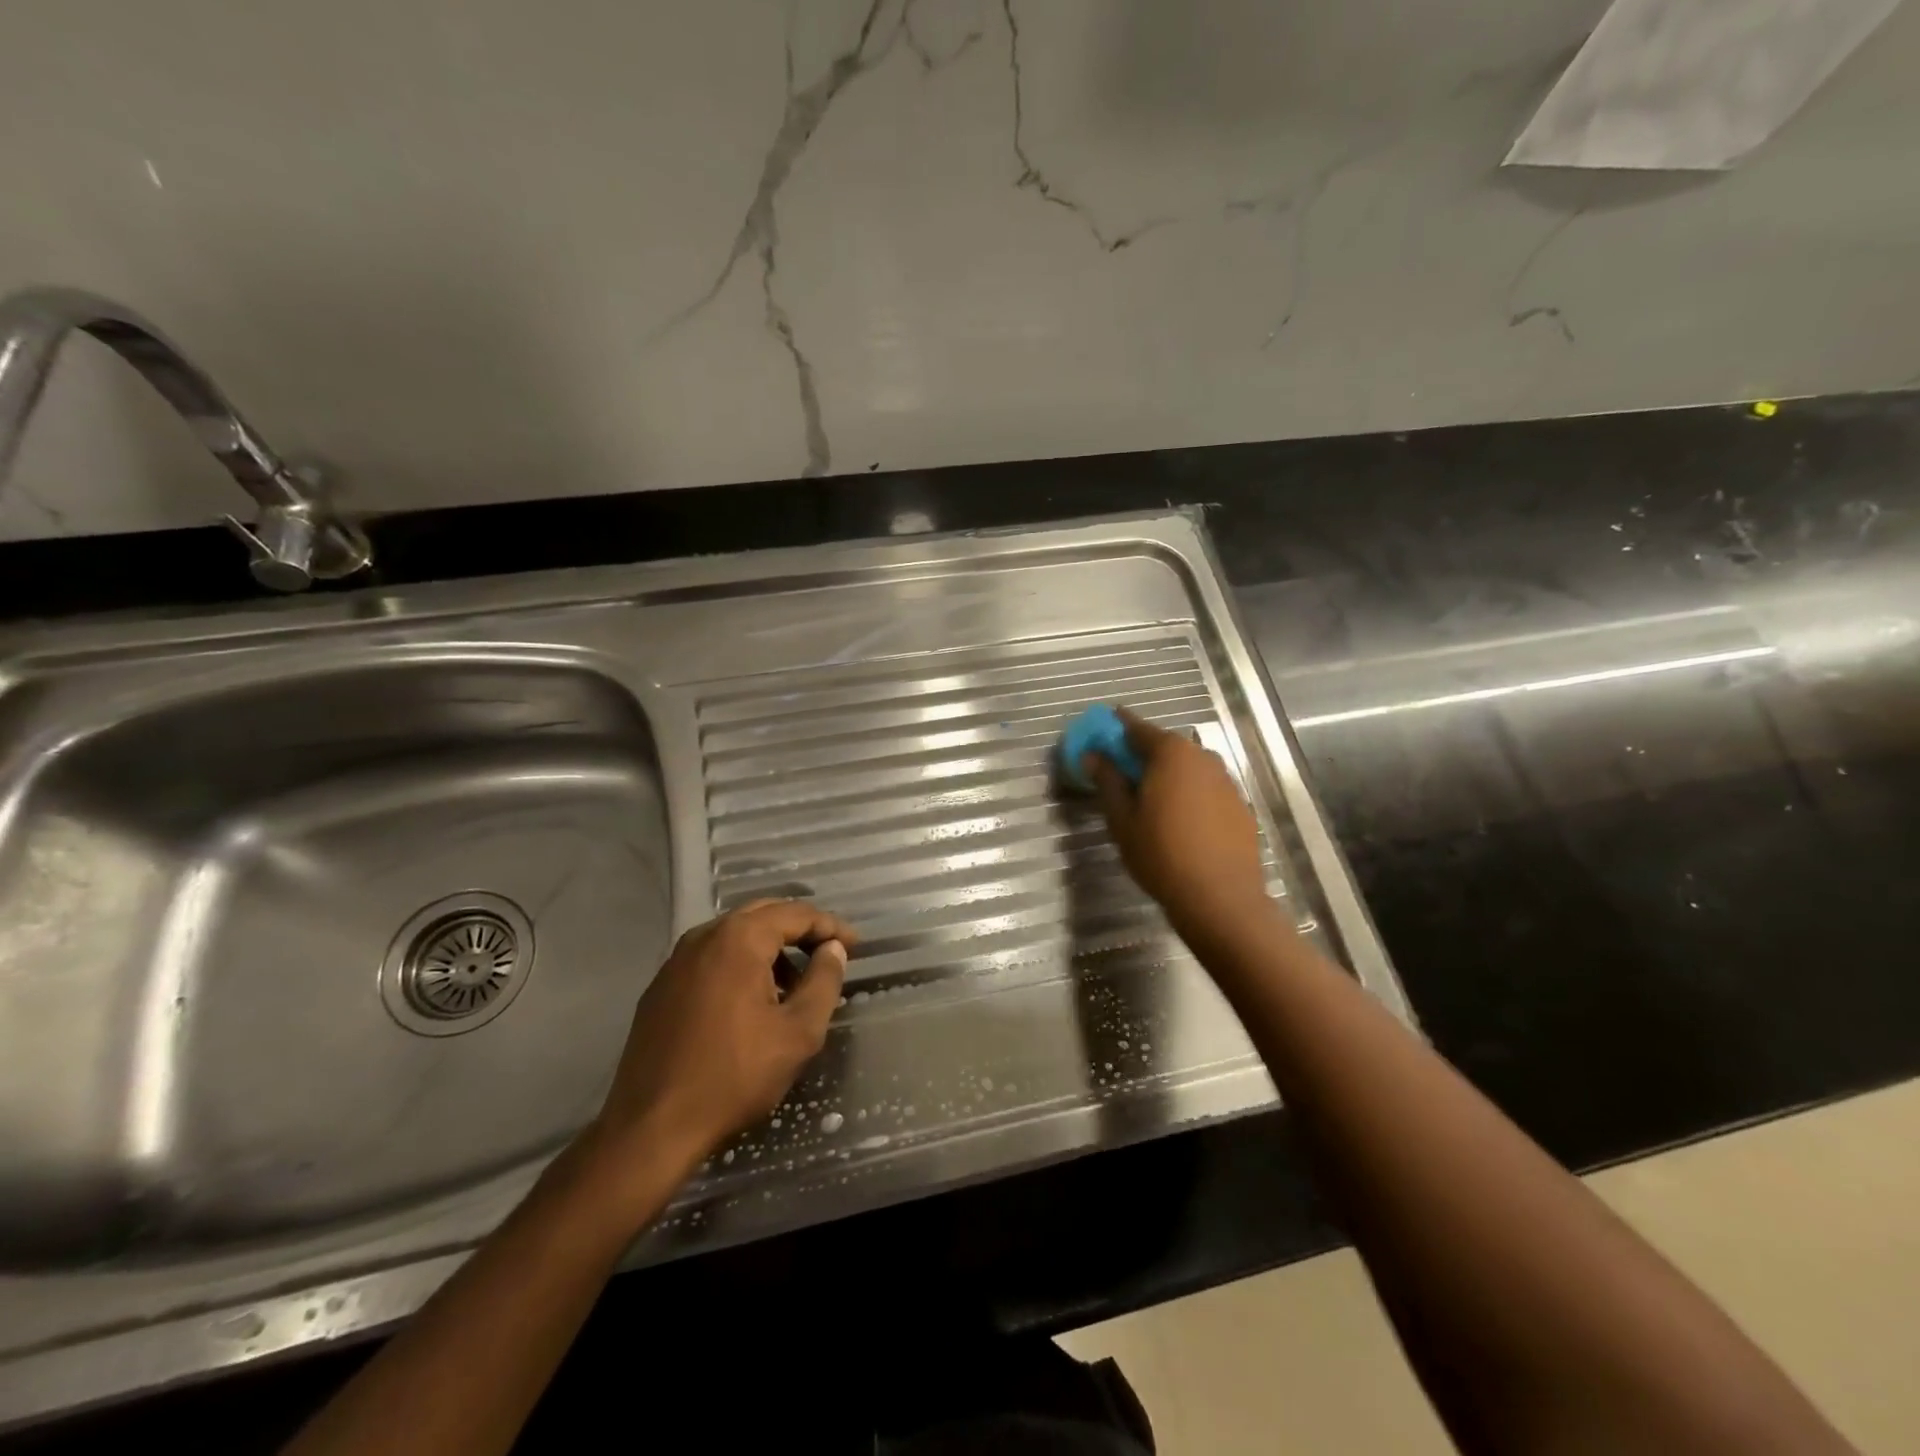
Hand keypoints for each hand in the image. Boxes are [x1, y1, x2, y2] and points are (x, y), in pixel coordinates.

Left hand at [584, 900, 856, 1185]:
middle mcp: (704, 937)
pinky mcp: (661, 987)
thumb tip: (833, 950)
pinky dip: (740, 964)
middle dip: (800, 930)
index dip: (830, 926)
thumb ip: (823, 982)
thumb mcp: (798, 1032)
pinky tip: (751, 1001)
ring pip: (735, 935)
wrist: (651, 1127)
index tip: (855, 946)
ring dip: (770, 948)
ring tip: (793, 984)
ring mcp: (676, 961)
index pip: (795, 914)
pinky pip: (712, 958)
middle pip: (763, 915)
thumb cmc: (734, 1076)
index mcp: (739, 939)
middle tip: (828, 953)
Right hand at [1086, 709, 1269, 931]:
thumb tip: (1093, 755)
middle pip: (1165, 746)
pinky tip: (1180, 821)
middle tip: (1120, 773)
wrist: (1220, 898)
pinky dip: (1189, 794)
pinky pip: (1206, 789)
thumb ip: (1107, 781)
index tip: (1101, 730)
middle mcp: (1203, 757)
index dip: (1116, 727)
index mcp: (1171, 753)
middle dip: (1142, 754)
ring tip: (1150, 800)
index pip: (1137, 728)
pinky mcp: (1240, 806)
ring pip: (1188, 768)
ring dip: (1168, 775)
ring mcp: (1227, 781)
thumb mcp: (1122, 819)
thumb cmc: (1161, 854)